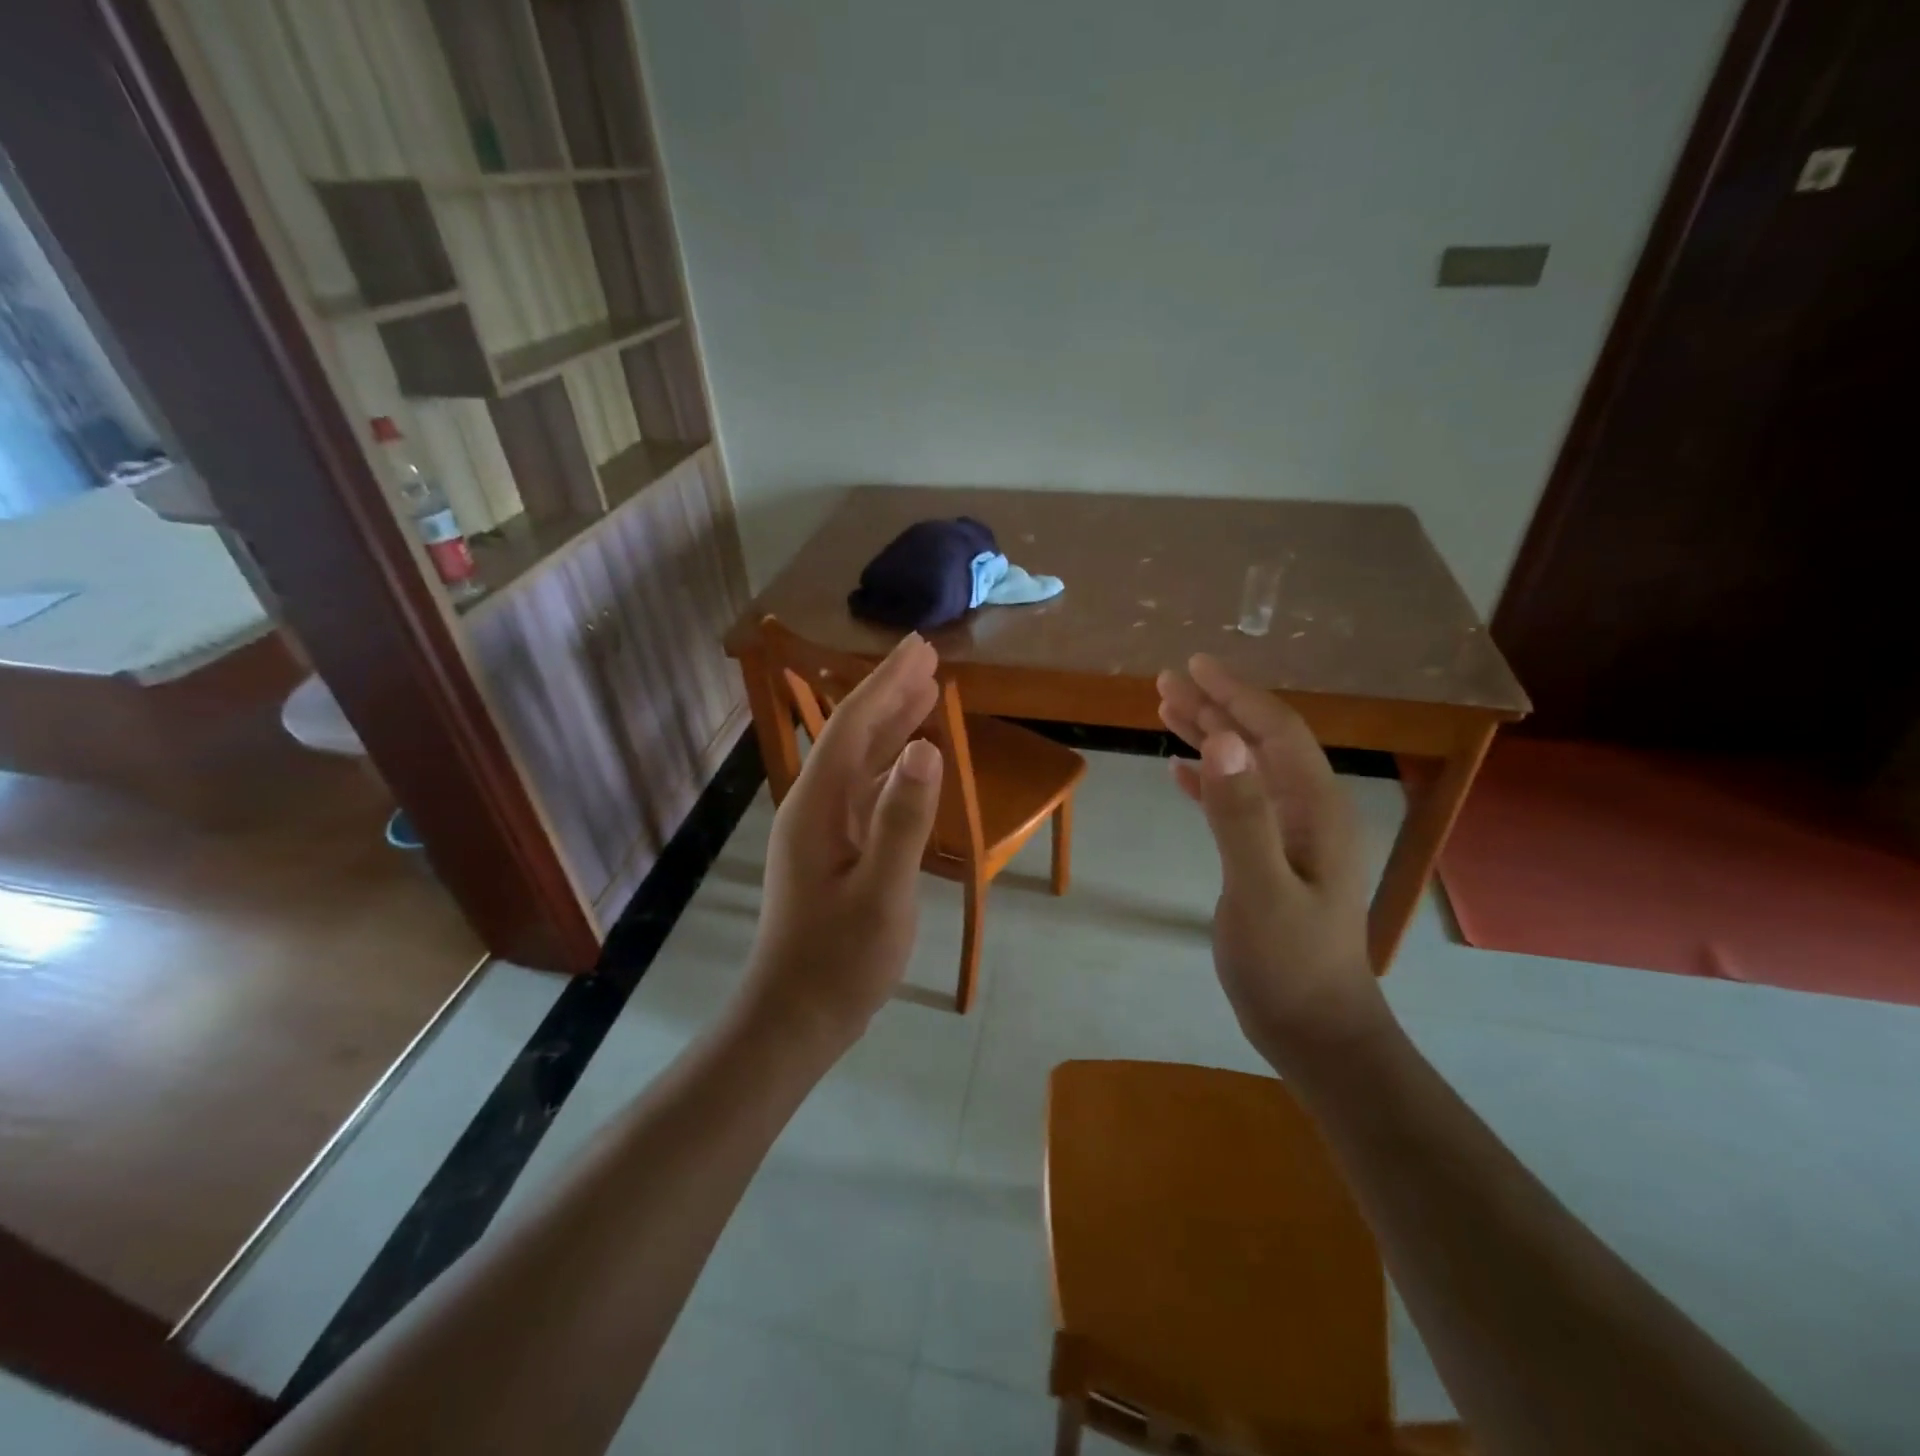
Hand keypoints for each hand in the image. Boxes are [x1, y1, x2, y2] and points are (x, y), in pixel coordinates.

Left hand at [745, 633, 944, 1050]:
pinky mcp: (833, 849)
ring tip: (925, 692)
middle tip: (928, 657)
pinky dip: (890, 765)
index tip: (921, 648)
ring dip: (891, 724)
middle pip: (853, 734)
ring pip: (859, 761)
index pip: (853, 726)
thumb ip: (902, 819)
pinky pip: (864, 790)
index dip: (887, 683)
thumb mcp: (882, 893)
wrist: (795, 1016)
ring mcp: (822, 828)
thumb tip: (926, 748)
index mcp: (818, 805)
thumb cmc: (839, 960)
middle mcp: (815, 805)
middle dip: (889, 692)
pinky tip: (909, 759)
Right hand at [1157, 654, 1387, 1066]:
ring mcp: (1292, 836)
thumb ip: (1241, 814)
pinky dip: (1209, 780)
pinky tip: (1180, 772)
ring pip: (1247, 769)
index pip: (1275, 732)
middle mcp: (1309, 812)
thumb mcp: (1260, 889)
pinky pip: (1238, 802)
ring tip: (1168, 711)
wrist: (1315, 1031)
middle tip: (1167, 682)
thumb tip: (1222, 740)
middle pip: (1259, 742)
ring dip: (1210, 737)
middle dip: (1215, 708)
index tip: (1194, 666)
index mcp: (1315, 809)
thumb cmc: (1289, 964)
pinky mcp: (1271, 859)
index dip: (1235, 695)